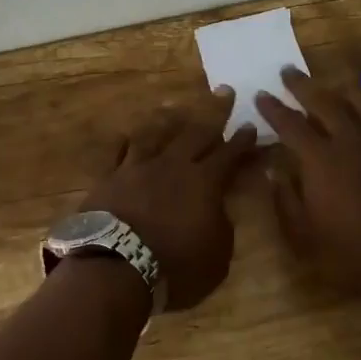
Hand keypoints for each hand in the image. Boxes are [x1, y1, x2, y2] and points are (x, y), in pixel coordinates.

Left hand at [80, 90, 257, 309]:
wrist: (116, 266)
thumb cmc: (175, 268)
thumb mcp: (217, 257)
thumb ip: (221, 227)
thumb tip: (218, 210)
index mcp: (204, 183)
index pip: (229, 155)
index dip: (242, 140)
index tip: (251, 124)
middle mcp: (173, 165)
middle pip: (196, 132)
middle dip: (214, 111)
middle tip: (224, 92)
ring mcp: (138, 167)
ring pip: (155, 134)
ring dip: (168, 120)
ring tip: (173, 108)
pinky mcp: (109, 178)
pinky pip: (119, 153)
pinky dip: (126, 143)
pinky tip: (128, 137)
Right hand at [257, 67, 360, 301]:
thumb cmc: (352, 254)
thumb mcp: (304, 238)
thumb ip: (285, 201)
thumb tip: (274, 171)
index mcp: (321, 160)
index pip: (290, 124)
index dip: (273, 108)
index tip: (261, 94)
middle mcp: (351, 141)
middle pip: (325, 102)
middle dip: (303, 85)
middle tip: (289, 72)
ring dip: (344, 91)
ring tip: (335, 87)